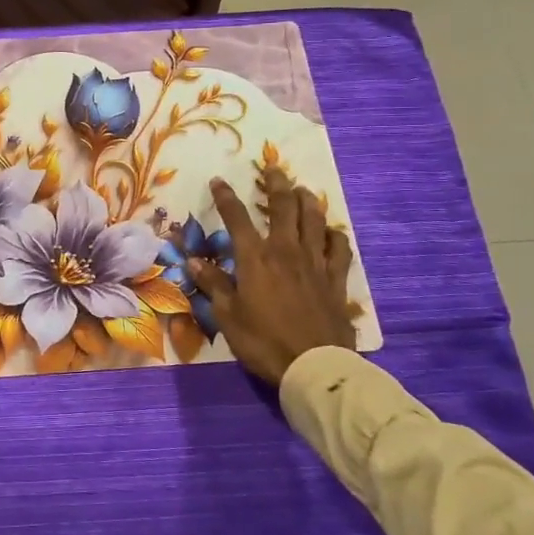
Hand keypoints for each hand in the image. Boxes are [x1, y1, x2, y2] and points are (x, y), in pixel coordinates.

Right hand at [189, 168, 357, 385]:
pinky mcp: (336, 279)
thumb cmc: (263, 341)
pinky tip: (331, 231)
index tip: (218, 181)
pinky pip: (339, 248)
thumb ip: (214, 284)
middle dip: (276, 184)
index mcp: (255, 258)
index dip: (226, 197)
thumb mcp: (228, 316)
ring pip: (314, 220)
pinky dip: (334, 234)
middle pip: (283, 207)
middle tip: (274, 169)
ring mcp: (315, 263)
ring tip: (302, 190)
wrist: (314, 365)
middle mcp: (286, 251)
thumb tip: (194, 260)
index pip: (237, 218)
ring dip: (307, 201)